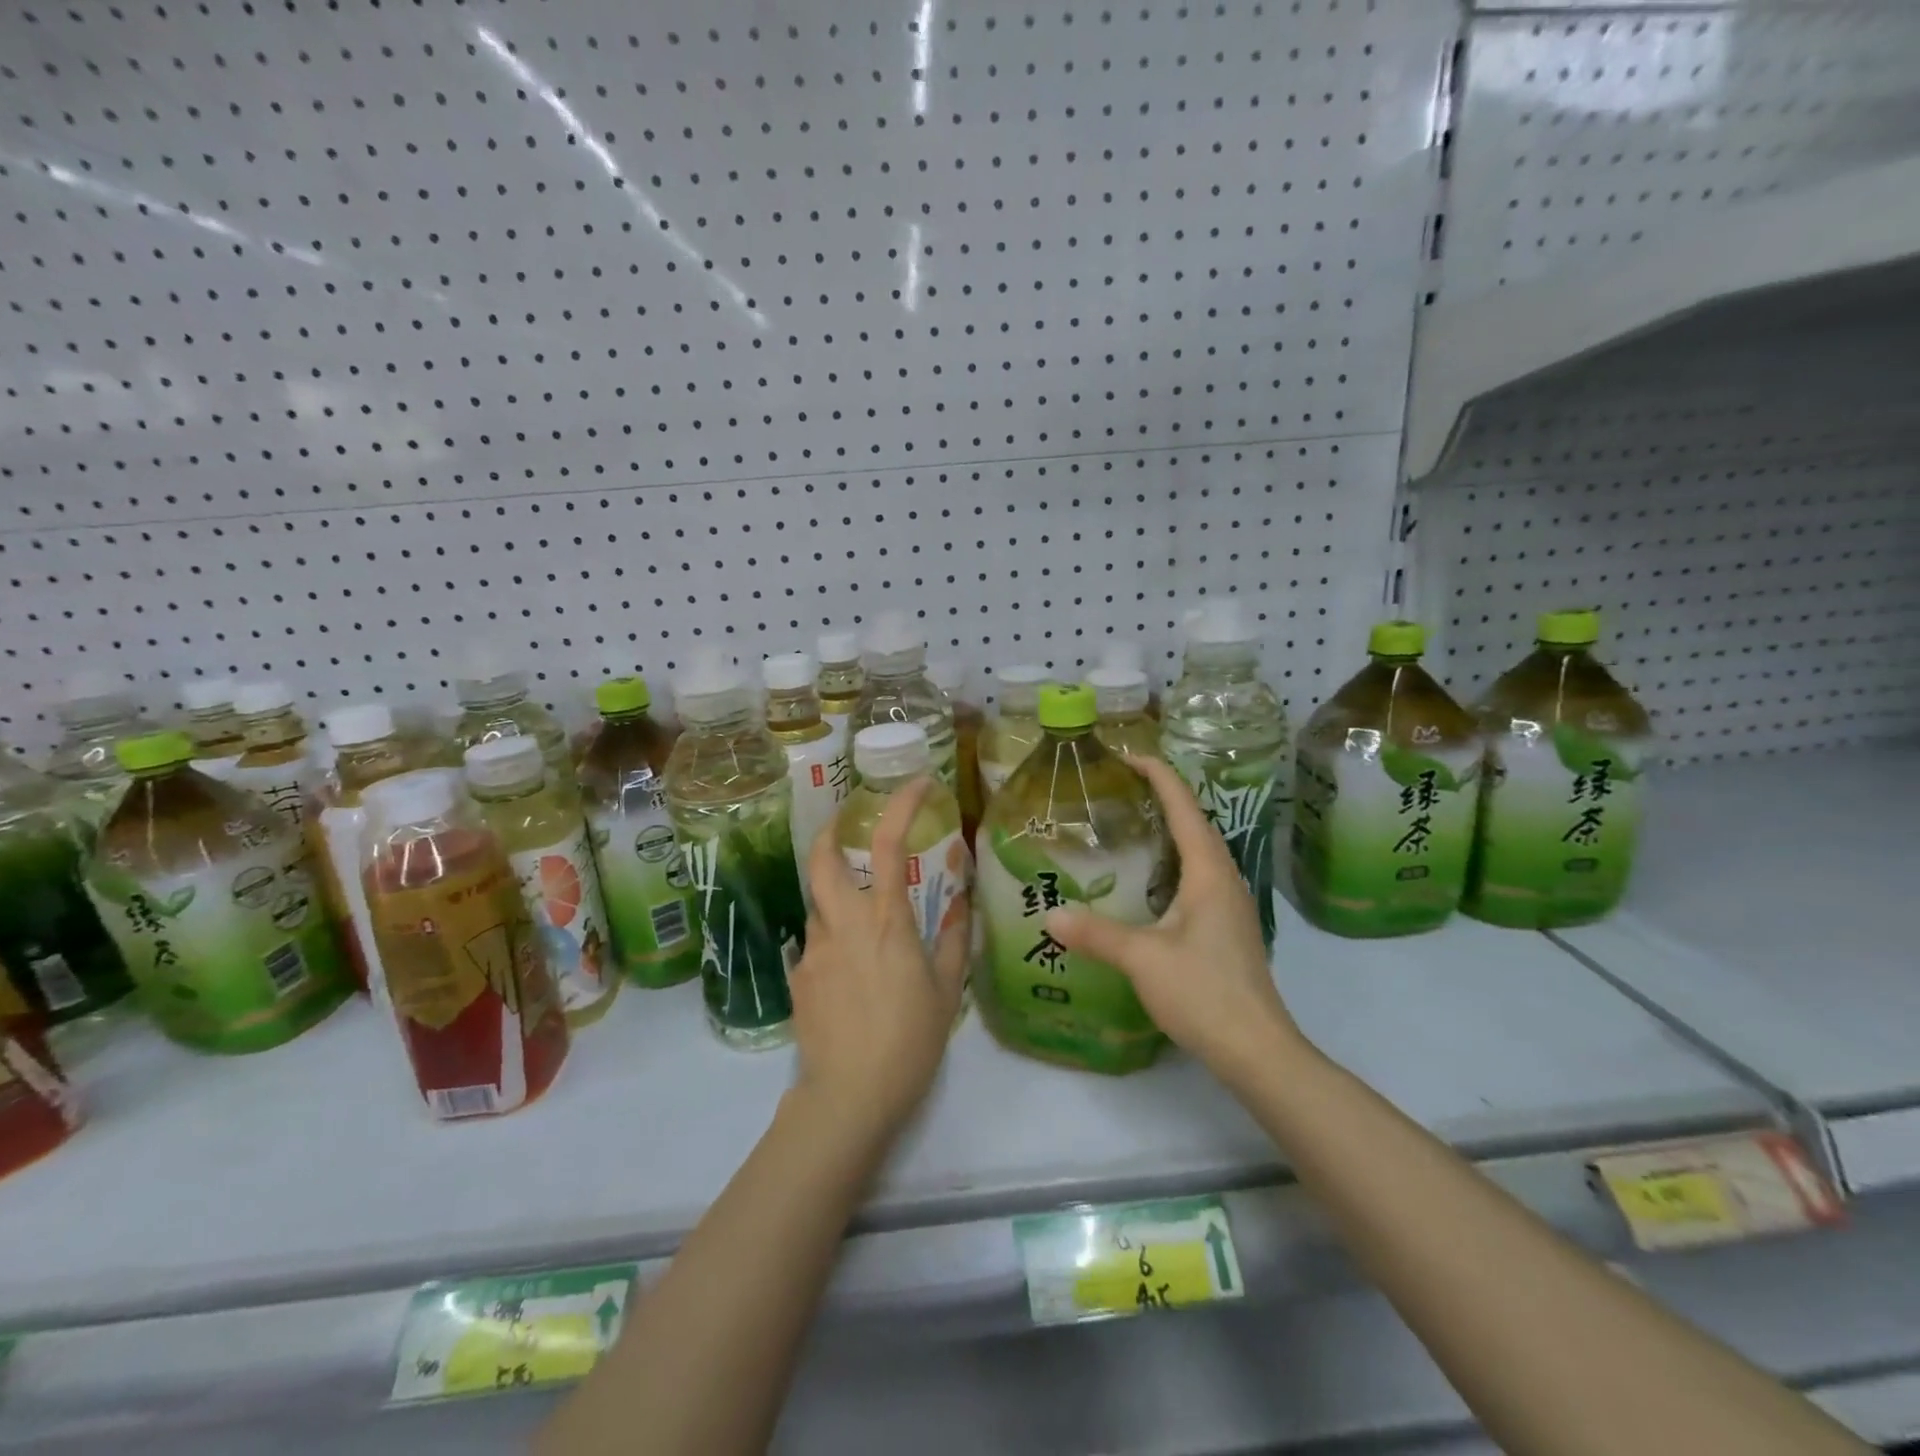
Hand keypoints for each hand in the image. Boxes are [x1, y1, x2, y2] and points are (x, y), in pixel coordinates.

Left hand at [787, 777, 970, 1145]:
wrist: (849, 1098)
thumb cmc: (910, 1041)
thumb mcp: (947, 991)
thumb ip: (955, 940)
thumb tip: (961, 904)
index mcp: (886, 921)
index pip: (890, 843)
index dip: (902, 804)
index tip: (918, 784)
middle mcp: (843, 923)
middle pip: (821, 858)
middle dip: (830, 832)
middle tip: (846, 828)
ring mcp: (813, 949)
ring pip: (818, 904)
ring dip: (836, 898)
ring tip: (863, 928)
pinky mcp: (797, 976)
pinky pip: (815, 944)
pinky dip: (832, 942)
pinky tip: (850, 977)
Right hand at [1044, 754, 1305, 1082]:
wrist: (1257, 1050)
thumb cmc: (1204, 993)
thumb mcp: (1143, 959)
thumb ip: (1096, 933)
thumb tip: (1050, 916)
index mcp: (1208, 872)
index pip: (1184, 807)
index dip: (1158, 775)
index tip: (1127, 755)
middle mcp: (1224, 879)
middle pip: (1195, 822)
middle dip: (1162, 795)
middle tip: (1121, 785)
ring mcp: (1230, 905)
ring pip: (1199, 851)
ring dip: (1170, 828)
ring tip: (1132, 821)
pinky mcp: (1227, 927)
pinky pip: (1198, 875)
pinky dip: (1173, 859)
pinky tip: (1150, 879)